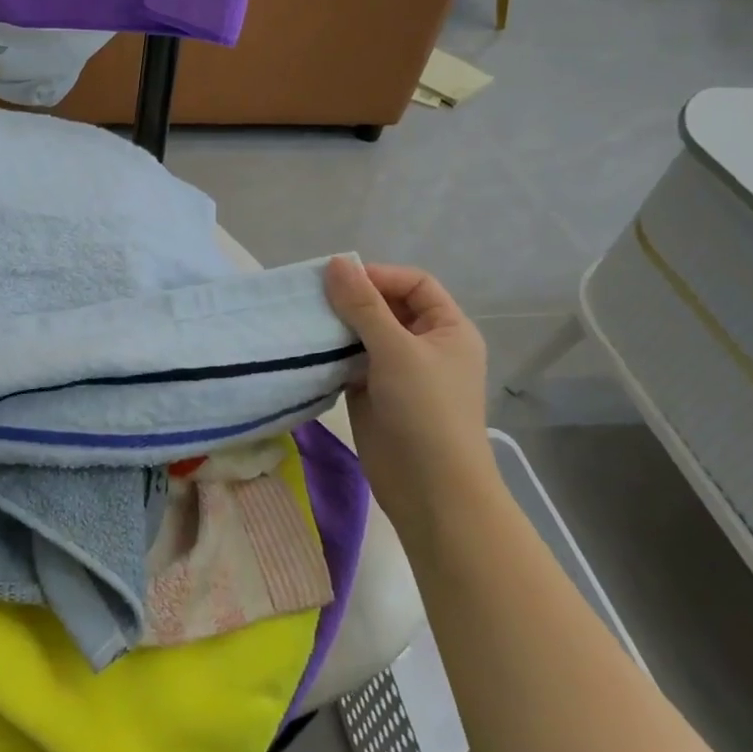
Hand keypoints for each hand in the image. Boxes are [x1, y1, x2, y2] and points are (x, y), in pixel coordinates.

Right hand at [325, 257, 493, 521]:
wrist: (430, 490)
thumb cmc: (426, 411)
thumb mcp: (397, 350)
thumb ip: (364, 305)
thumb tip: (336, 261)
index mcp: (448, 329)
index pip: (414, 284)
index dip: (379, 277)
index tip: (339, 282)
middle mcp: (425, 345)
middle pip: (386, 307)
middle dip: (352, 300)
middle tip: (313, 299)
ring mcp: (398, 371)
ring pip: (363, 334)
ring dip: (336, 326)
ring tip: (304, 320)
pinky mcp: (373, 393)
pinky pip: (349, 361)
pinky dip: (330, 353)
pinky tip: (306, 349)